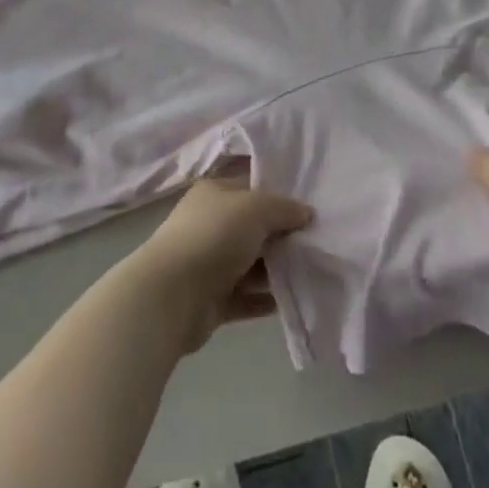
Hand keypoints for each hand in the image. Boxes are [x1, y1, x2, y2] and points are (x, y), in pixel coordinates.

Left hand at [131, 177, 312, 352]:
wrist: (172, 295)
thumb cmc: (214, 236)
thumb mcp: (256, 208)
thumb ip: (284, 208)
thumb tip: (307, 213)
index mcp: (215, 192)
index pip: (252, 187)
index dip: (280, 196)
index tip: (310, 208)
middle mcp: (211, 223)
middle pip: (253, 227)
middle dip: (282, 235)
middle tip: (316, 241)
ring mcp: (209, 263)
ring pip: (251, 263)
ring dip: (276, 269)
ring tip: (310, 271)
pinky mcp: (212, 299)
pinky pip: (245, 296)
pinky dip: (265, 298)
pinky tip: (292, 299)